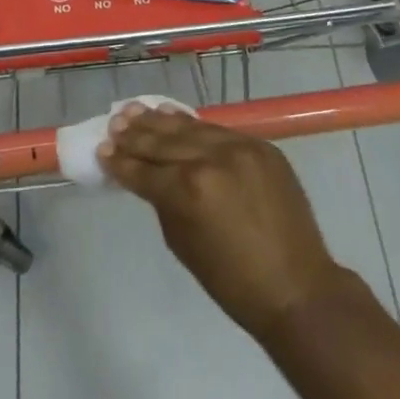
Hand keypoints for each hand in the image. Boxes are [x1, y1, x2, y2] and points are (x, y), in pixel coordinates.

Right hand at [98, 106, 345, 339]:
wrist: (297, 287)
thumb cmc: (233, 282)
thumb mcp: (184, 245)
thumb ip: (164, 203)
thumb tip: (151, 179)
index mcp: (189, 191)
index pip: (145, 171)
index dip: (120, 163)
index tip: (102, 150)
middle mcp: (212, 159)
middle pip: (164, 142)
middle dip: (136, 135)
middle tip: (114, 125)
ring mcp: (240, 148)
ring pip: (191, 128)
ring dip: (161, 121)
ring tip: (136, 111)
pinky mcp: (261, 145)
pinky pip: (219, 130)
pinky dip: (194, 125)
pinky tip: (175, 117)